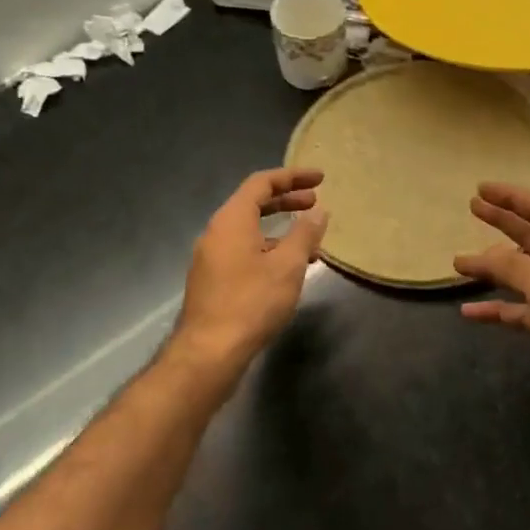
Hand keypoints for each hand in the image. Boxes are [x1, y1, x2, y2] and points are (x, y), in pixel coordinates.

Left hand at [177, 168, 328, 365]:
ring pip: (249, 231)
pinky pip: (244, 251)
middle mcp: (216, 232)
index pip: (262, 183)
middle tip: (316, 202)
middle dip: (287, 200)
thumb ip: (304, 234)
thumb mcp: (287, 266)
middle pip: (253, 204)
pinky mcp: (212, 280)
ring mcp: (211, 257)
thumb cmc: (251, 302)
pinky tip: (288, 270)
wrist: (209, 352)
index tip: (320, 178)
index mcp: (231, 220)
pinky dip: (268, 249)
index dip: (292, 177)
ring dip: (280, 230)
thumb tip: (318, 212)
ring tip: (311, 243)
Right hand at [455, 183, 529, 421]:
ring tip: (460, 263)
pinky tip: (471, 312)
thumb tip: (485, 253)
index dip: (513, 199)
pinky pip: (525, 309)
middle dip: (503, 224)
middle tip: (472, 208)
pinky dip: (500, 308)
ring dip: (495, 269)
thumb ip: (515, 267)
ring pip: (526, 274)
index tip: (482, 189)